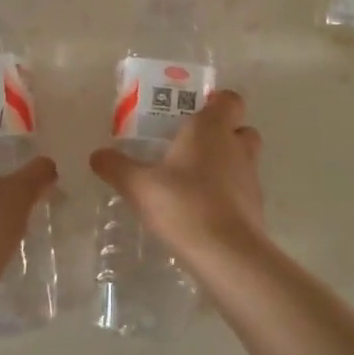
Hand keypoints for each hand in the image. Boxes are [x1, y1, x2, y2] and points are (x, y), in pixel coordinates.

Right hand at [89, 89, 265, 262]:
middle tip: (191, 146)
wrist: (228, 255)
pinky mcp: (256, 207)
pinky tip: (203, 209)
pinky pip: (243, 189)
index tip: (192, 113)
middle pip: (240, 128)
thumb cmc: (184, 205)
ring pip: (244, 158)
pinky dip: (229, 193)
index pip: (229, 99)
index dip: (216, 102)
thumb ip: (117, 167)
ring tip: (194, 180)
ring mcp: (251, 177)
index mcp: (211, 128)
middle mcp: (237, 146)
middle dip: (222, 133)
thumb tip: (97, 155)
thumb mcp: (139, 186)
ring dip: (226, 163)